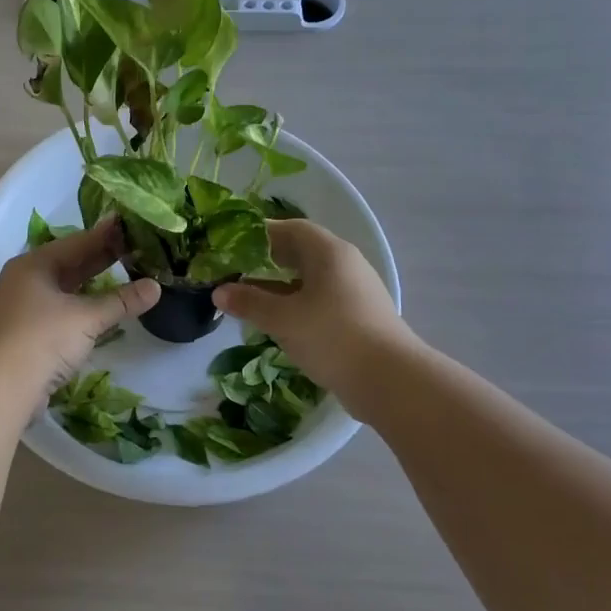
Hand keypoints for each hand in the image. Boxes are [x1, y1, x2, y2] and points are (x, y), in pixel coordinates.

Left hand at [0, 218, 159, 396]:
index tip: (131, 224)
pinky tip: (100, 310)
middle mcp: (25, 280)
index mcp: (34, 265)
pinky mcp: (25, 335)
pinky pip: (60, 311)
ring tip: (124, 275)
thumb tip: (156, 287)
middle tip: (136, 248)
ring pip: (64, 289)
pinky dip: (81, 307)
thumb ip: (121, 301)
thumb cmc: (41, 339)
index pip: (77, 242)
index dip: (106, 234)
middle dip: (101, 258)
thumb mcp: (86, 318)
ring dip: (92, 285)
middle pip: (69, 263)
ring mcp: (22, 308)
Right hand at [212, 219, 411, 407]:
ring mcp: (355, 291)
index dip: (260, 234)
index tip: (232, 245)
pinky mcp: (358, 317)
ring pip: (310, 278)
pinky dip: (296, 303)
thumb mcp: (283, 319)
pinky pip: (320, 299)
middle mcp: (345, 264)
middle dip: (267, 260)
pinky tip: (278, 321)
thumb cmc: (332, 336)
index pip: (291, 229)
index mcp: (329, 252)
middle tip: (236, 270)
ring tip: (250, 297)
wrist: (391, 381)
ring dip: (280, 285)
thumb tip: (219, 292)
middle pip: (301, 252)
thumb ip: (249, 302)